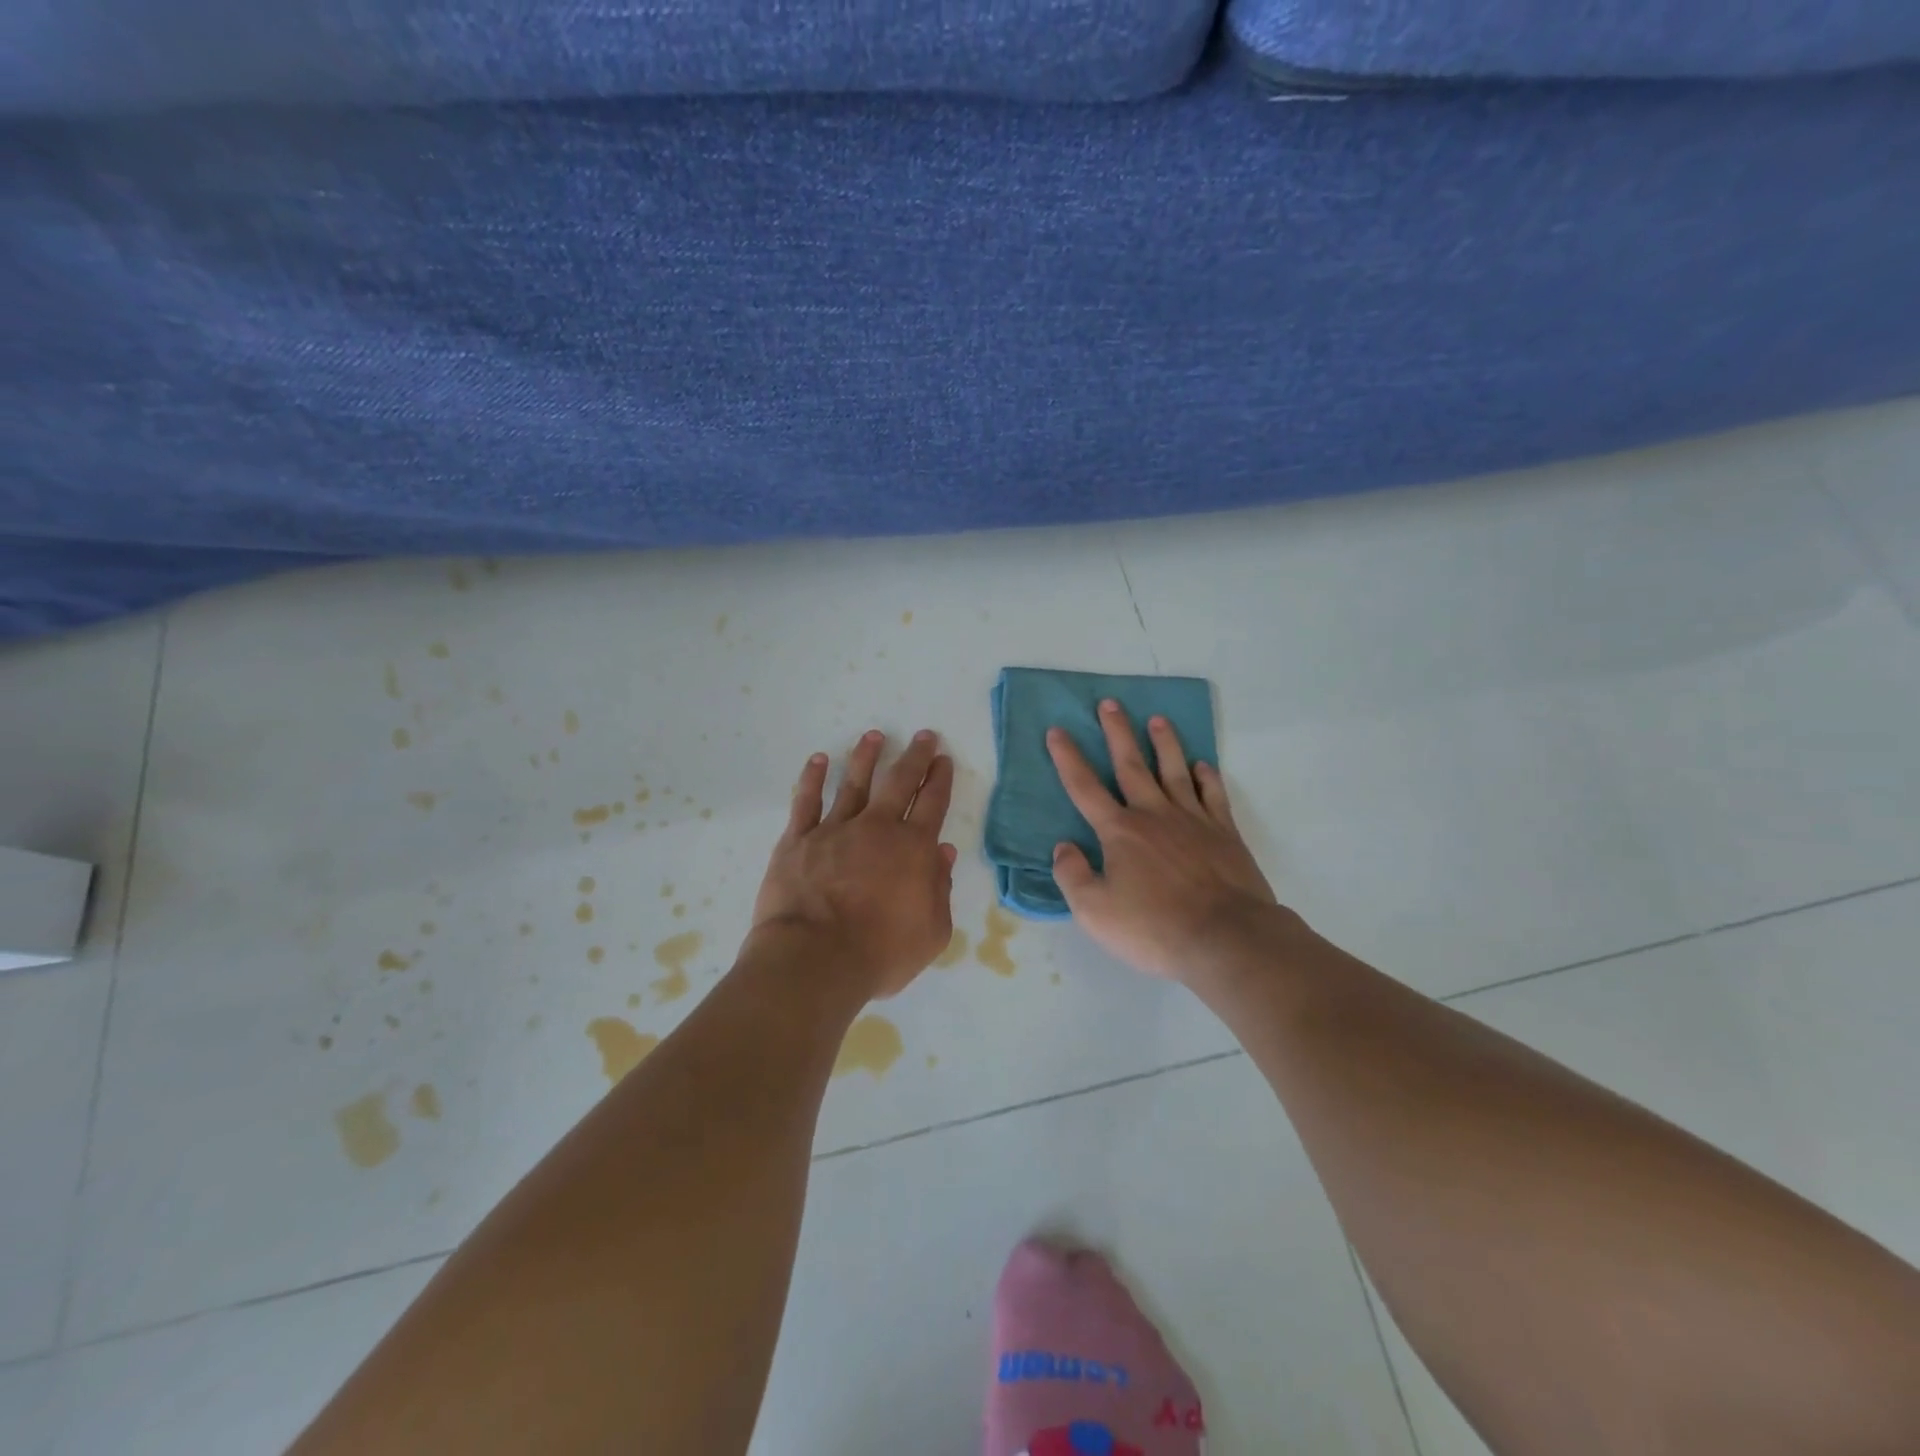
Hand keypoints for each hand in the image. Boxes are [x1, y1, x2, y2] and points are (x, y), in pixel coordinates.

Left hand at [752, 729, 958, 999]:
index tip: (943, 759)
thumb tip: (942, 853)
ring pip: (854, 783)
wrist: (815, 960)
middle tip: (924, 736)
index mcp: (913, 849)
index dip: (940, 779)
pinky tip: (819, 760)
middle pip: (899, 782)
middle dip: (914, 757)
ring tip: (874, 736)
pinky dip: (813, 778)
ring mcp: (834, 830)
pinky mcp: (798, 840)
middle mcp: (877, 828)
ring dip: (866, 757)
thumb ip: (940, 889)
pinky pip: (806, 801)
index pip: (932, 803)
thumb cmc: (880, 953)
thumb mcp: (932, 932)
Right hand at [1047, 701, 1275, 982]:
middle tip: (1110, 703)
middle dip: (1117, 732)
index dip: (1068, 758)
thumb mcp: (1095, 912)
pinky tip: (1203, 765)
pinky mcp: (1225, 833)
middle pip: (1131, 765)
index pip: (1085, 787)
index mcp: (1120, 832)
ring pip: (1175, 770)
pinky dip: (1207, 776)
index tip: (1057, 731)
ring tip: (1158, 720)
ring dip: (1164, 744)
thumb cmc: (1154, 928)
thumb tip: (1063, 847)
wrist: (1227, 939)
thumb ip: (1072, 876)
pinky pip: (1213, 794)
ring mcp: (1193, 820)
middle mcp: (1154, 815)